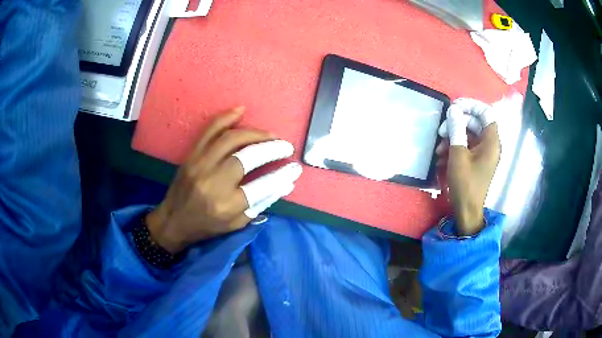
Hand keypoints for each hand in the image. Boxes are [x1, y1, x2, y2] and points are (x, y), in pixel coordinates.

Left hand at [146, 107, 301, 253]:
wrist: (173, 221)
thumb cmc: (206, 226)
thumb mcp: (236, 224)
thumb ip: (260, 203)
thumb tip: (285, 184)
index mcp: (226, 205)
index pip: (262, 185)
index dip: (282, 175)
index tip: (295, 167)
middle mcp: (213, 182)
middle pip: (247, 157)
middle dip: (271, 148)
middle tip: (285, 146)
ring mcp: (200, 165)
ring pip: (231, 139)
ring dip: (254, 133)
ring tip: (269, 134)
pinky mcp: (191, 155)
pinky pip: (209, 130)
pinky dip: (225, 117)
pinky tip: (240, 110)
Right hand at [436, 99, 500, 235]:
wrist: (467, 211)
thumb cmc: (465, 183)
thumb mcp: (458, 155)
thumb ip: (456, 129)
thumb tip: (453, 110)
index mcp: (491, 141)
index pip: (486, 113)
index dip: (471, 106)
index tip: (454, 107)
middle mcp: (490, 145)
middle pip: (475, 123)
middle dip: (457, 124)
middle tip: (441, 131)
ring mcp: (484, 153)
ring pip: (469, 135)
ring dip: (453, 138)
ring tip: (439, 149)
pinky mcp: (477, 161)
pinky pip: (467, 146)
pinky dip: (455, 148)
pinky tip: (442, 157)